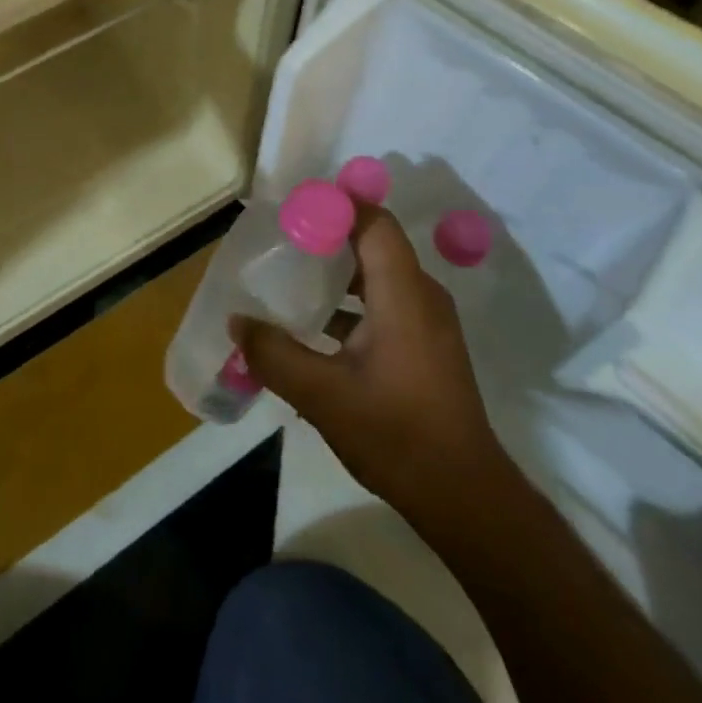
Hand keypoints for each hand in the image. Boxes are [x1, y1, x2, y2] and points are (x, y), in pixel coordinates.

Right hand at [234, 206, 503, 524]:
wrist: (465, 497)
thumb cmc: (397, 435)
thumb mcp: (323, 396)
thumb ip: (274, 355)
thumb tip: (237, 322)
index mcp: (403, 292)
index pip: (372, 221)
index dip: (334, 205)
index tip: (291, 208)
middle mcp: (421, 295)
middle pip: (373, 243)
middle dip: (326, 237)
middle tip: (280, 242)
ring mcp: (428, 321)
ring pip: (379, 275)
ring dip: (337, 273)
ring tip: (291, 279)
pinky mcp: (427, 345)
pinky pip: (387, 301)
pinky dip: (352, 302)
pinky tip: (316, 326)